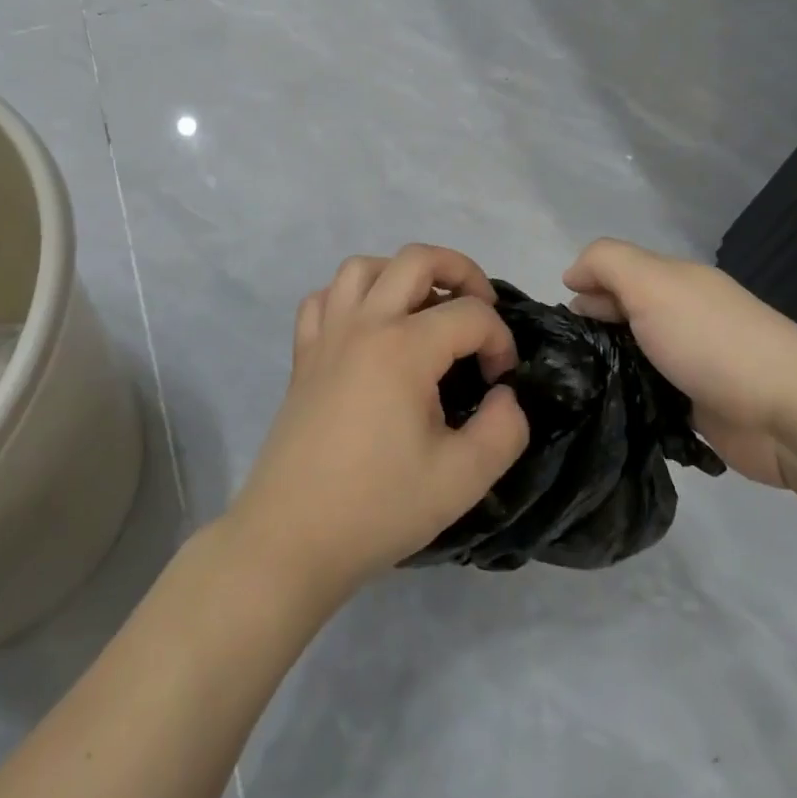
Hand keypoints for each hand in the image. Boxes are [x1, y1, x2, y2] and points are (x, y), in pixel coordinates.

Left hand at [225, 245, 529, 600]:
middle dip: (461, 271)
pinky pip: (324, 299)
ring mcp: (327, 335)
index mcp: (404, 348)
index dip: (500, 340)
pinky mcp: (303, 355)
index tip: (501, 382)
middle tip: (482, 308)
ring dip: (401, 275)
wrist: (291, 538)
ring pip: (363, 267)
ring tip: (424, 309)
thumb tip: (505, 395)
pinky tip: (368, 328)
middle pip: (416, 258)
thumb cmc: (378, 507)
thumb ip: (504, 429)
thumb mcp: (462, 479)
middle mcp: (364, 324)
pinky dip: (351, 298)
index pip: (470, 314)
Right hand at [563, 239, 796, 486]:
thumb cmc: (711, 340)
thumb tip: (573, 276)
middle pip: (623, 314)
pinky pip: (651, 397)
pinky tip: (606, 412)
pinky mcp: (698, 408)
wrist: (789, 412)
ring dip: (608, 369)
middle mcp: (681, 316)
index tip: (561, 321)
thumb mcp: (651, 283)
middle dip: (592, 329)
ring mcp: (691, 363)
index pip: (615, 272)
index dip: (584, 287)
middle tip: (564, 359)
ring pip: (634, 357)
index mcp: (673, 282)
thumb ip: (607, 263)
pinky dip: (631, 401)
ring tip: (575, 390)